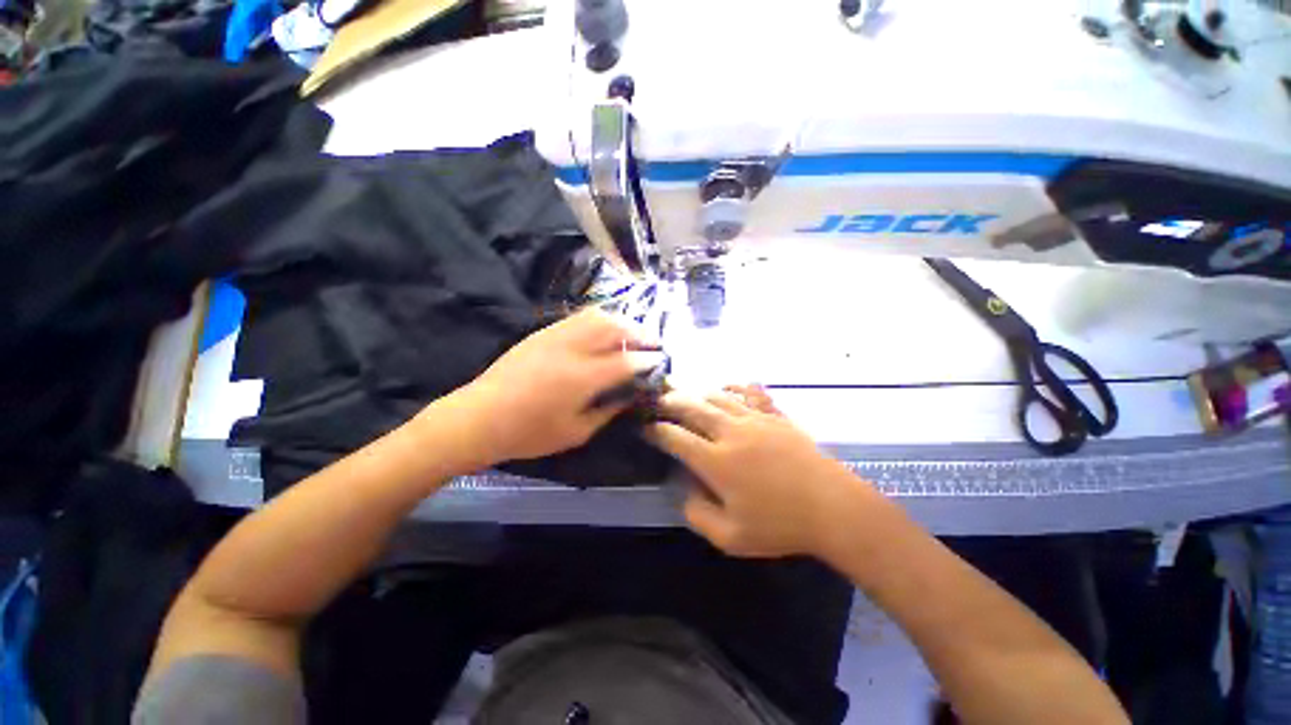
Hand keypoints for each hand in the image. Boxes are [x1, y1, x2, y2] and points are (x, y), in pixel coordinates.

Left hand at [430, 309, 656, 467]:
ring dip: (620, 322)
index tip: (660, 360)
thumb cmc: (528, 433)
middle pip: (614, 328)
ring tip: (631, 333)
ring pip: (596, 316)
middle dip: (639, 333)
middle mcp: (572, 349)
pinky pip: (578, 317)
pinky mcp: (542, 332)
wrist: (479, 417)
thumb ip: (608, 411)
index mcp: (582, 378)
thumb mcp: (576, 432)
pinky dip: (599, 320)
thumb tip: (629, 396)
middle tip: (652, 342)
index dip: (648, 360)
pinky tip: (603, 332)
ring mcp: (555, 336)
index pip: (626, 361)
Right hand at [648, 386, 872, 557]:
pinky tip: (728, 386)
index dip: (656, 431)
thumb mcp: (731, 537)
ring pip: (717, 396)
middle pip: (692, 407)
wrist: (833, 508)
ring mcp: (755, 419)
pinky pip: (750, 392)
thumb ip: (698, 515)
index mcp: (716, 461)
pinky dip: (734, 386)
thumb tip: (684, 491)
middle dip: (670, 402)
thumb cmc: (780, 525)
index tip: (645, 428)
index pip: (675, 437)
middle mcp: (730, 432)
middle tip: (658, 401)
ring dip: (696, 393)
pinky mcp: (775, 415)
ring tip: (685, 393)